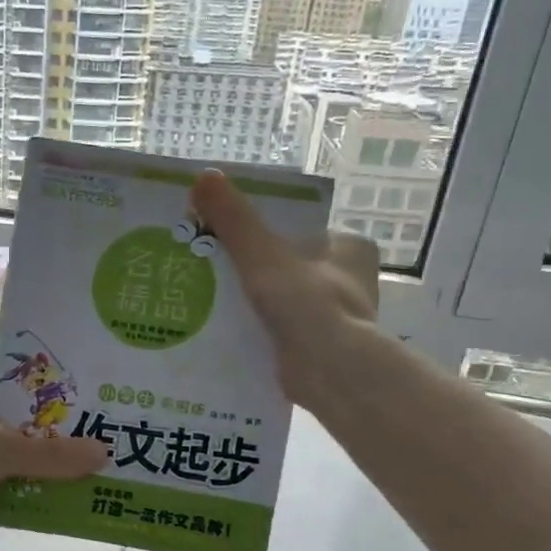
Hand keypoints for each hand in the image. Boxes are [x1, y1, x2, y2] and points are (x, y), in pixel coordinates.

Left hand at [0, 366, 109, 527]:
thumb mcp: (8, 448)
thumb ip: (54, 455)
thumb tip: (103, 455)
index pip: (17, 382)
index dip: (47, 398)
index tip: (78, 414)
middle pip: (7, 417)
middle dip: (37, 436)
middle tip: (74, 450)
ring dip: (17, 462)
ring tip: (55, 477)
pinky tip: (19, 497)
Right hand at [190, 169, 381, 409]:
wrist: (331, 373)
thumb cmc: (306, 303)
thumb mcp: (262, 254)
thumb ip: (233, 219)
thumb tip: (202, 176)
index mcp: (349, 247)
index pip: (298, 230)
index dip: (262, 231)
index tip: (225, 237)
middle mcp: (349, 280)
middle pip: (286, 265)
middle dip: (251, 270)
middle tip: (207, 268)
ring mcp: (335, 317)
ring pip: (281, 300)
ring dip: (249, 302)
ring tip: (205, 299)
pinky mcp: (318, 349)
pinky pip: (279, 330)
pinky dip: (254, 329)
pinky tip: (221, 330)